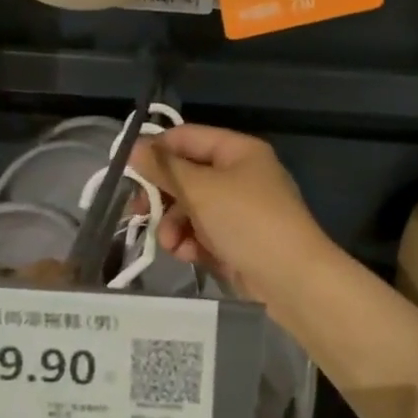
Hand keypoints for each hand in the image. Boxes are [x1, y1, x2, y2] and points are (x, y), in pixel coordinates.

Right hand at [129, 125, 330, 302]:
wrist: (291, 280)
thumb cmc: (246, 221)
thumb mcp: (200, 189)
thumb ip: (164, 168)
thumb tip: (134, 149)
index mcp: (238, 151)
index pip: (186, 138)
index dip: (156, 150)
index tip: (127, 171)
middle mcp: (240, 176)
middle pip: (186, 176)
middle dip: (162, 195)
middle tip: (138, 211)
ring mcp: (239, 211)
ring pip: (191, 209)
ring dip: (174, 225)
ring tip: (170, 243)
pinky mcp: (237, 242)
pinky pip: (203, 234)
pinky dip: (191, 242)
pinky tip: (187, 255)